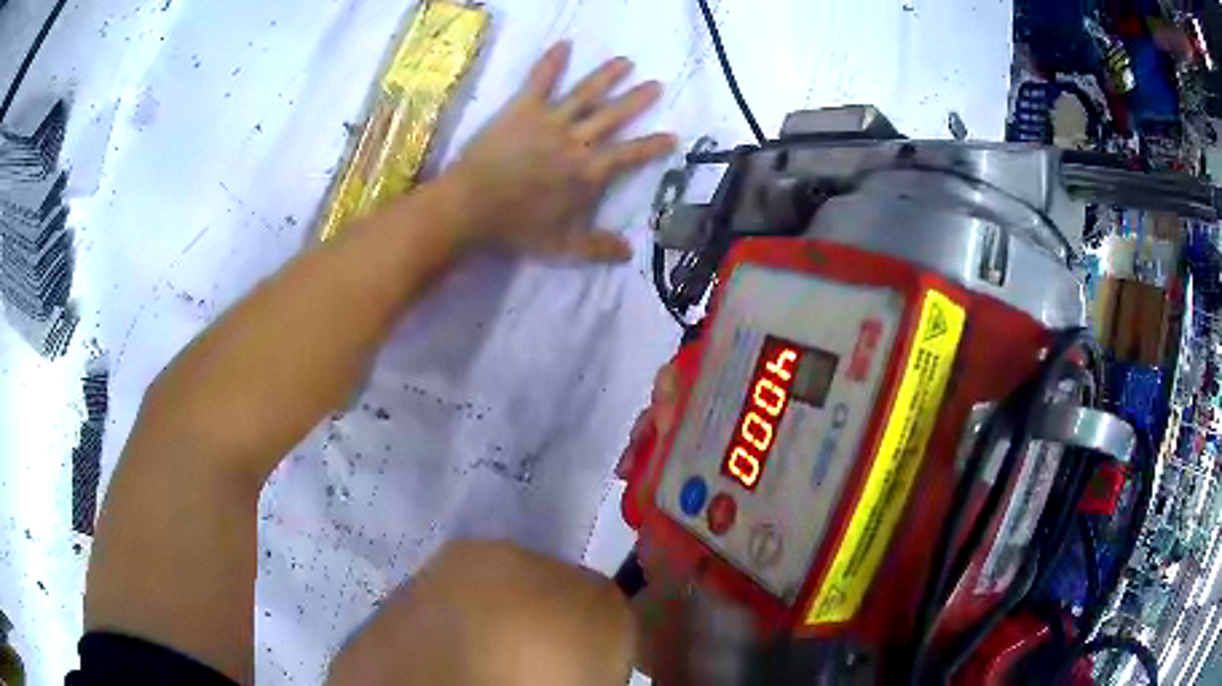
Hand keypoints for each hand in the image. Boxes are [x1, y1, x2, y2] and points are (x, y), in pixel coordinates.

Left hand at [441, 42, 676, 261]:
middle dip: (637, 100)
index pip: (630, 155)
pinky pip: (540, 80)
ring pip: (586, 94)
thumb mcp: (561, 246)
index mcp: (589, 173)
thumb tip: (628, 253)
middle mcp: (577, 141)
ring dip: (607, 76)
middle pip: (613, 116)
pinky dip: (552, 62)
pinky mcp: (523, 109)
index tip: (672, 135)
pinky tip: (564, 44)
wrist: (471, 207)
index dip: (652, 145)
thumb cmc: (516, 228)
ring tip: (625, 61)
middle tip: (655, 84)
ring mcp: (550, 121)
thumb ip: (597, 247)